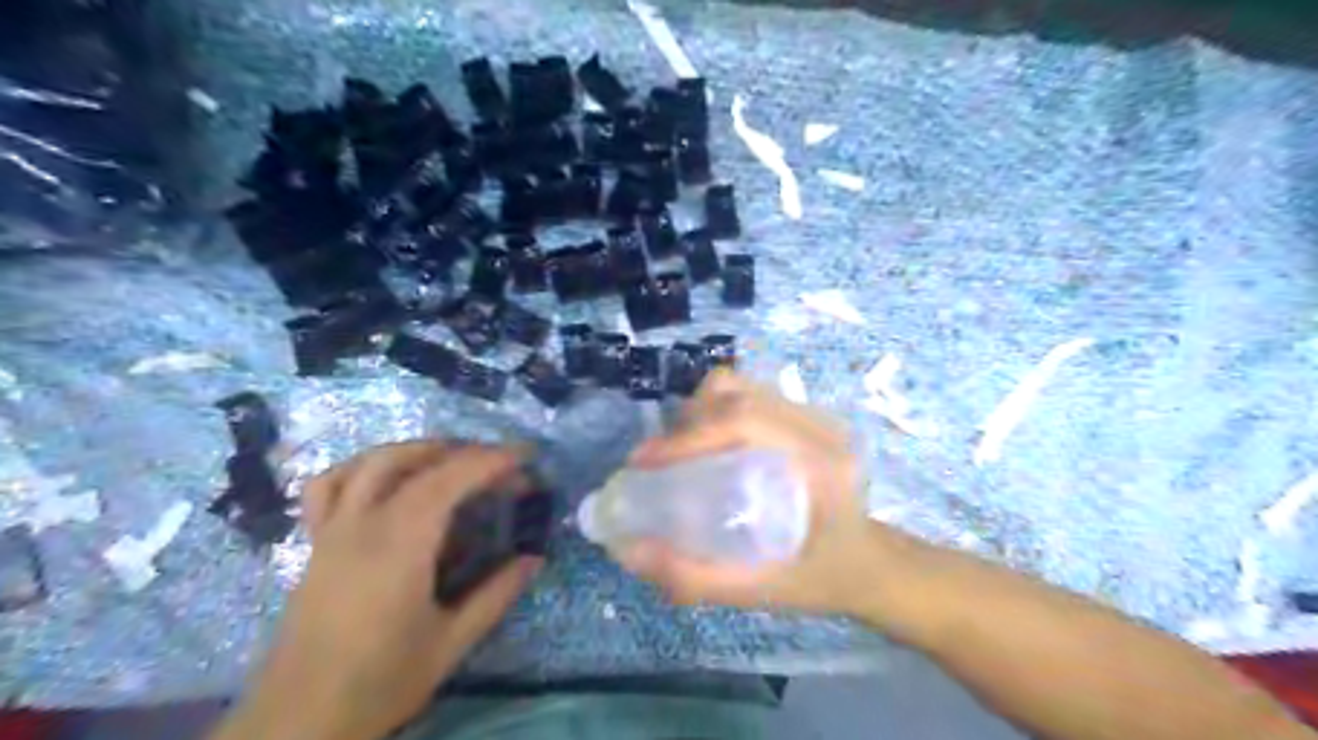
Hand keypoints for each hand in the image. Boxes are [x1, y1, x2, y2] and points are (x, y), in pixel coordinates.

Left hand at [216, 443, 539, 736]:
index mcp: (399, 547)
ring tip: (451, 461)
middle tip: (500, 468)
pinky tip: (385, 480)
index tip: (524, 456)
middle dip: (464, 453)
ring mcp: (332, 531)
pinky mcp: (315, 544)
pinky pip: (329, 485)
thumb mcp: (449, 644)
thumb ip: (495, 596)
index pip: (448, 480)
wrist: (298, 722)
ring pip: (370, 462)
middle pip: (414, 462)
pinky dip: (362, 468)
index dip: (489, 460)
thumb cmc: (379, 683)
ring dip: (416, 450)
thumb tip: (534, 558)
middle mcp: (362, 526)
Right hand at [614, 370, 895, 616]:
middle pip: (738, 392)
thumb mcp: (766, 590)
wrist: (873, 564)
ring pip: (741, 387)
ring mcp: (815, 415)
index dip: (688, 436)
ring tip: (681, 453)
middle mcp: (820, 426)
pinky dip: (716, 412)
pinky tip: (710, 447)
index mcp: (821, 462)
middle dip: (686, 422)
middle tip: (660, 462)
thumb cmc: (826, 579)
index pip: (746, 421)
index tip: (644, 463)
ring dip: (700, 413)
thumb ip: (698, 579)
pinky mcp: (805, 416)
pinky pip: (749, 395)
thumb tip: (629, 552)